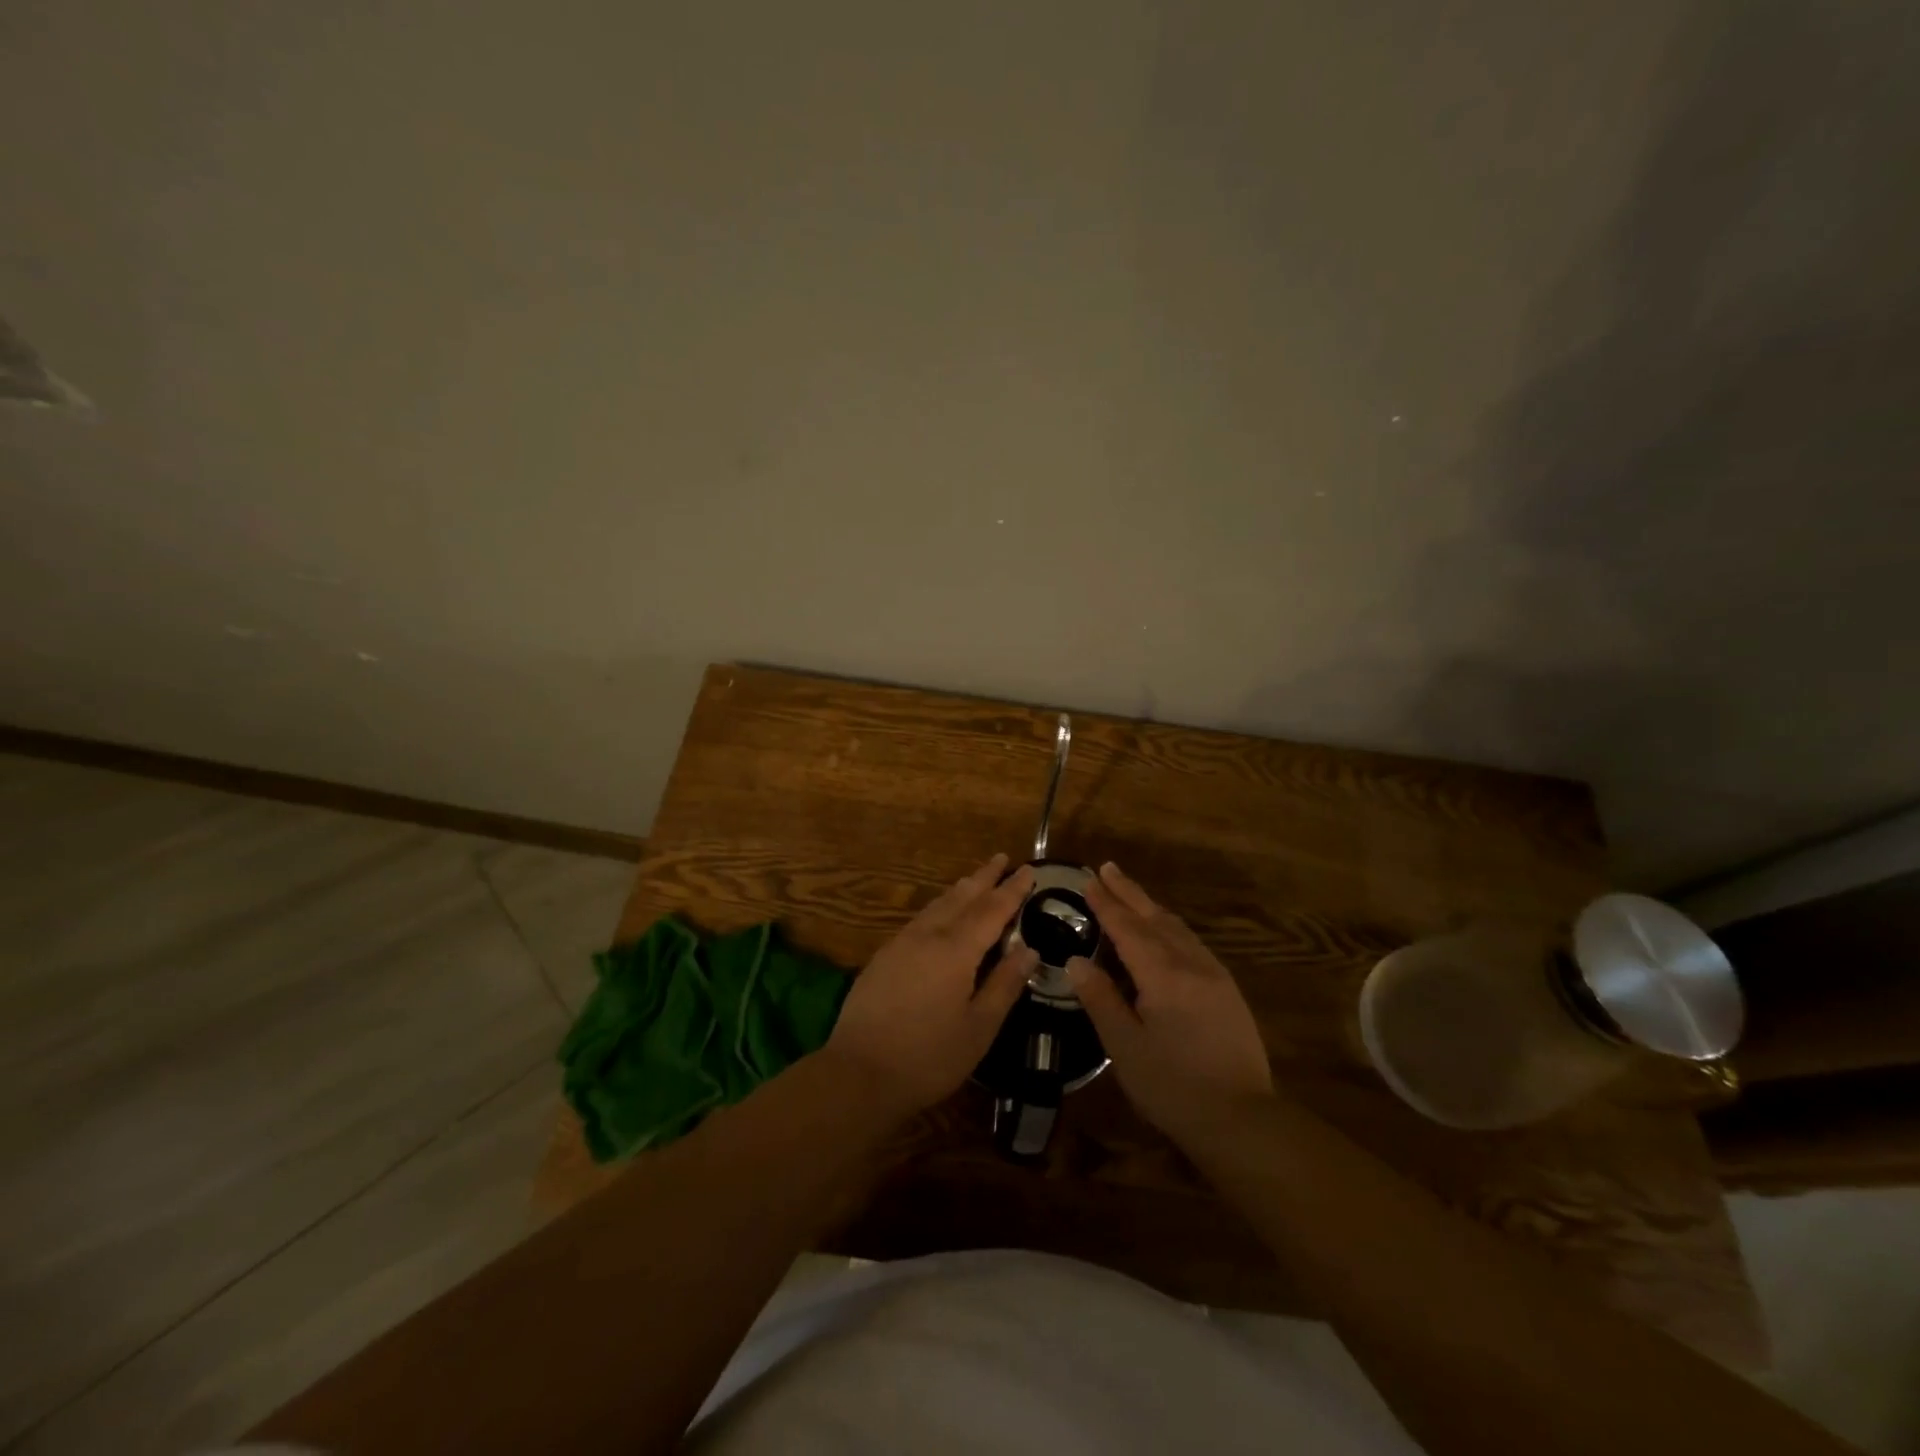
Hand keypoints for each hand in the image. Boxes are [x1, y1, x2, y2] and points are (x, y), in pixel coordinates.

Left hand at [826, 854, 1037, 1114]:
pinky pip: (920, 918)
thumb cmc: (928, 1056)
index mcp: (956, 950)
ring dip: (960, 889)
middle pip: (962, 897)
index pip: (992, 910)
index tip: (1029, 869)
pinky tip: (940, 913)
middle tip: (1002, 858)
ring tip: (975, 878)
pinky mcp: (884, 956)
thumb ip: (1005, 984)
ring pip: (937, 904)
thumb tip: (1029, 950)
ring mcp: (901, 943)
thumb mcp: (979, 1028)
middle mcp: (928, 935)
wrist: (858, 1072)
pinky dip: (939, 906)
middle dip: (985, 877)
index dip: (1012, 889)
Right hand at [1068, 862, 1272, 1138]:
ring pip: (1177, 927)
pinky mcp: (1227, 990)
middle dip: (1129, 892)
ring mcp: (1214, 975)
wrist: (1242, 1119)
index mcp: (1163, 974)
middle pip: (1155, 917)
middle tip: (1107, 868)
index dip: (1106, 904)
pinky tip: (1165, 933)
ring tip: (1131, 894)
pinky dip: (1170, 927)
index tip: (1088, 880)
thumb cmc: (1173, 1086)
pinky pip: (1192, 943)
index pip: (1127, 928)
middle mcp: (1191, 963)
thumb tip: (1076, 961)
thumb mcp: (1125, 1046)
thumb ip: (1101, 999)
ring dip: (1151, 907)